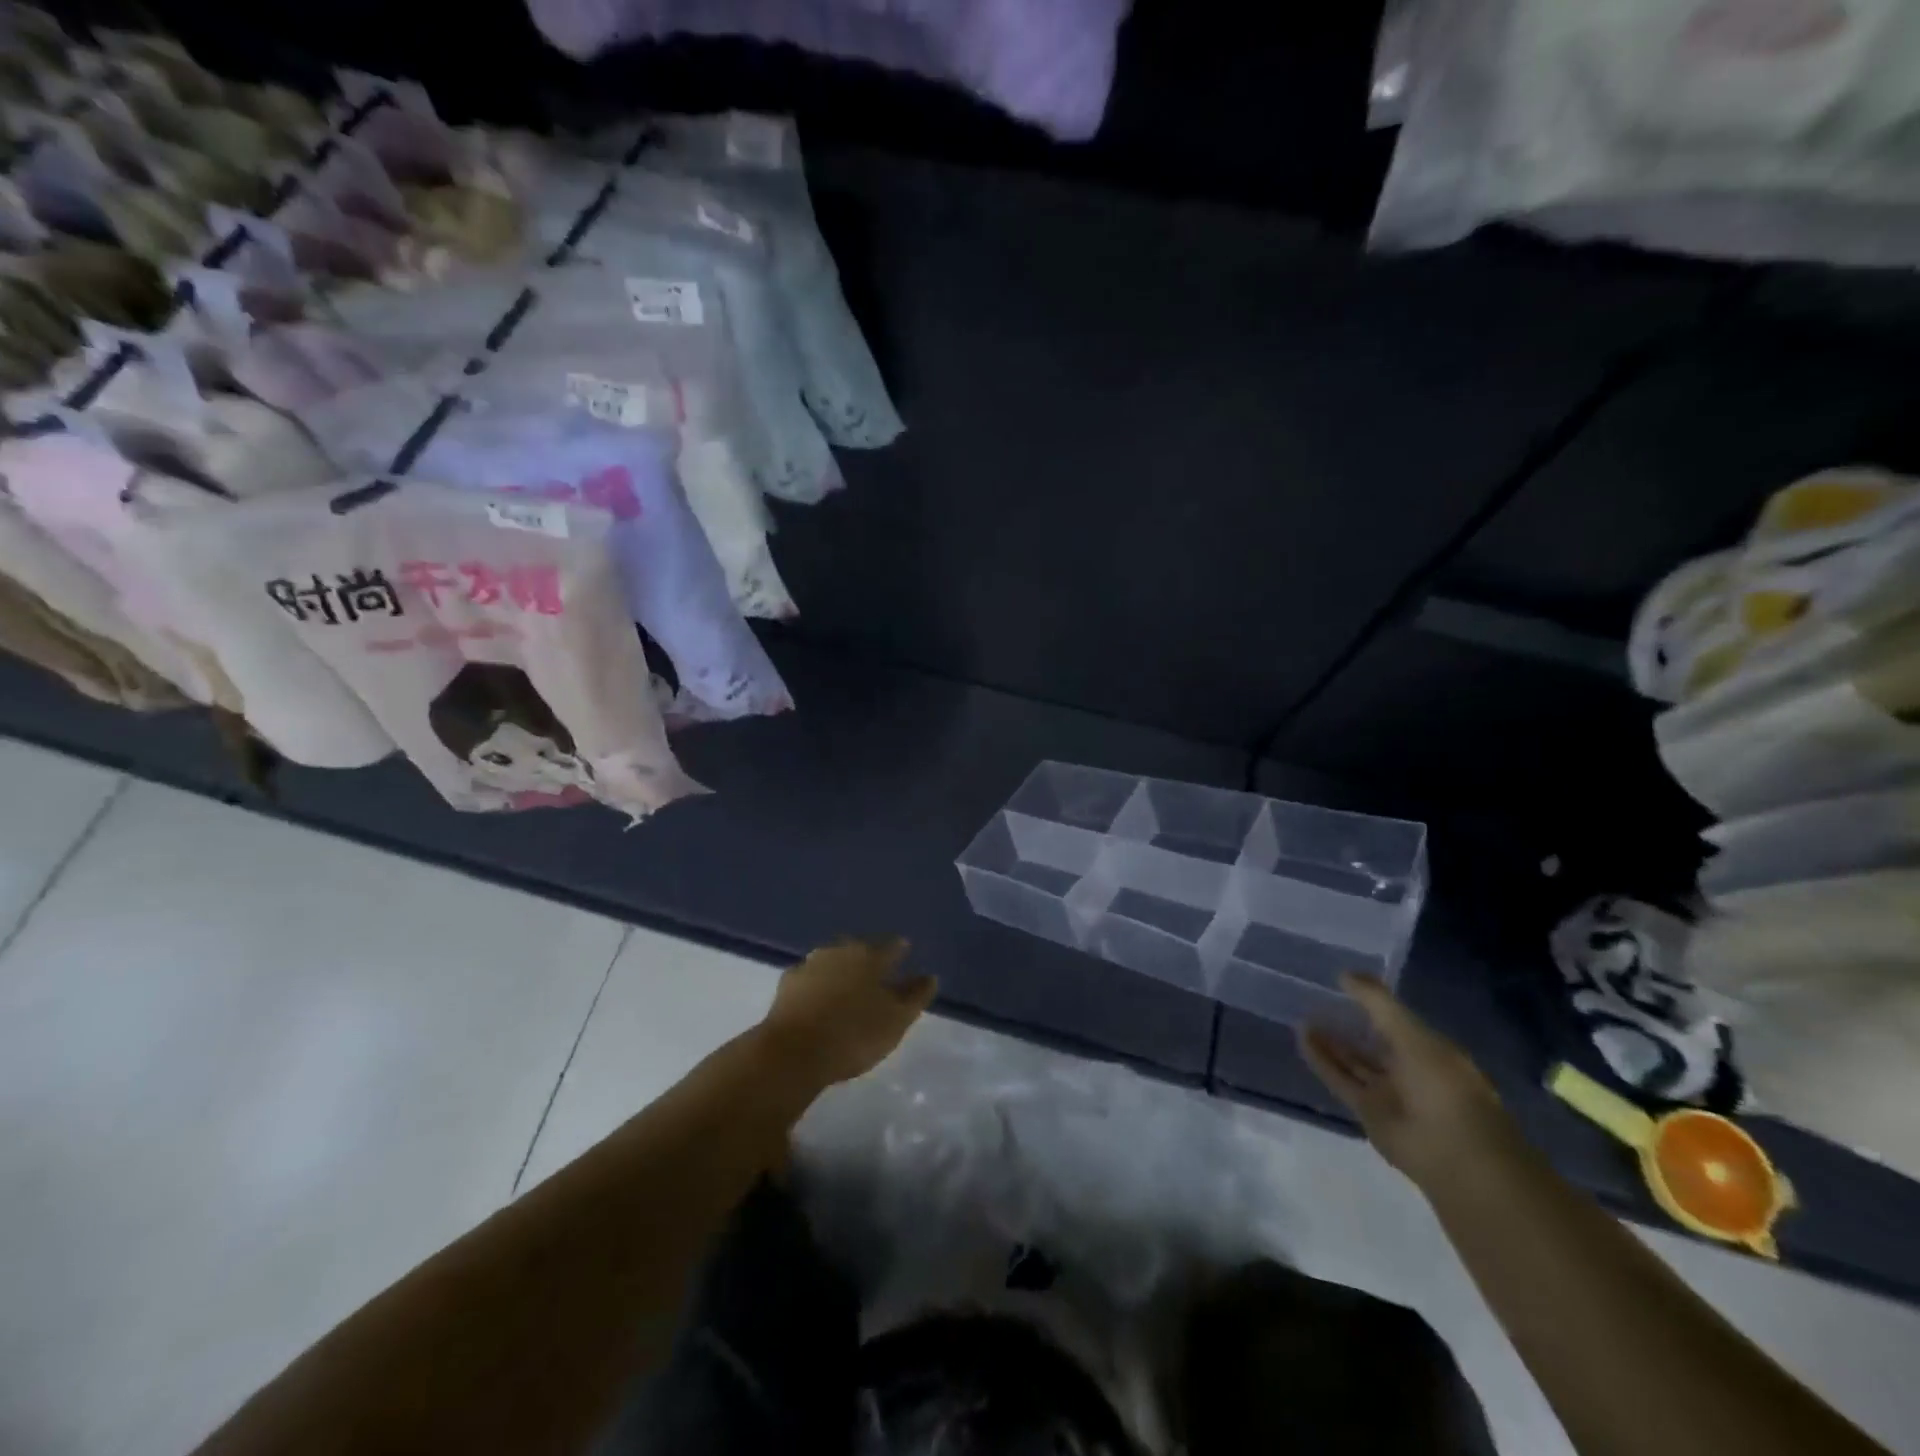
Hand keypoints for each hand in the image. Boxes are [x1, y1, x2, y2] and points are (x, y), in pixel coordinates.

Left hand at [758, 937, 936, 1087]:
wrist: (793, 1051)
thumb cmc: (854, 1034)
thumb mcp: (896, 1020)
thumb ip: (915, 996)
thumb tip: (930, 976)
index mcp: (870, 955)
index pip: (891, 946)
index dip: (900, 949)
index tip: (905, 951)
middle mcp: (840, 951)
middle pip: (860, 949)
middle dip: (868, 957)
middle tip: (876, 972)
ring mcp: (810, 964)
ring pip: (833, 960)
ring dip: (841, 969)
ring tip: (848, 985)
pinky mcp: (787, 983)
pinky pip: (810, 978)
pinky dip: (818, 984)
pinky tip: (818, 997)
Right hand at [1299, 973, 1515, 1193]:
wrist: (1454, 1154)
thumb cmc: (1443, 1086)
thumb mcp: (1412, 1034)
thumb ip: (1378, 1003)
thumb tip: (1345, 974)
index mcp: (1432, 1052)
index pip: (1398, 1023)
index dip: (1373, 1005)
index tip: (1344, 984)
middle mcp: (1411, 1072)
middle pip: (1373, 1044)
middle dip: (1348, 1025)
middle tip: (1318, 1002)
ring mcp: (1389, 1094)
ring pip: (1354, 1062)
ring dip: (1330, 1043)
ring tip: (1303, 1018)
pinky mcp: (1367, 1113)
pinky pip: (1340, 1080)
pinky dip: (1321, 1061)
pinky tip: (1302, 1038)